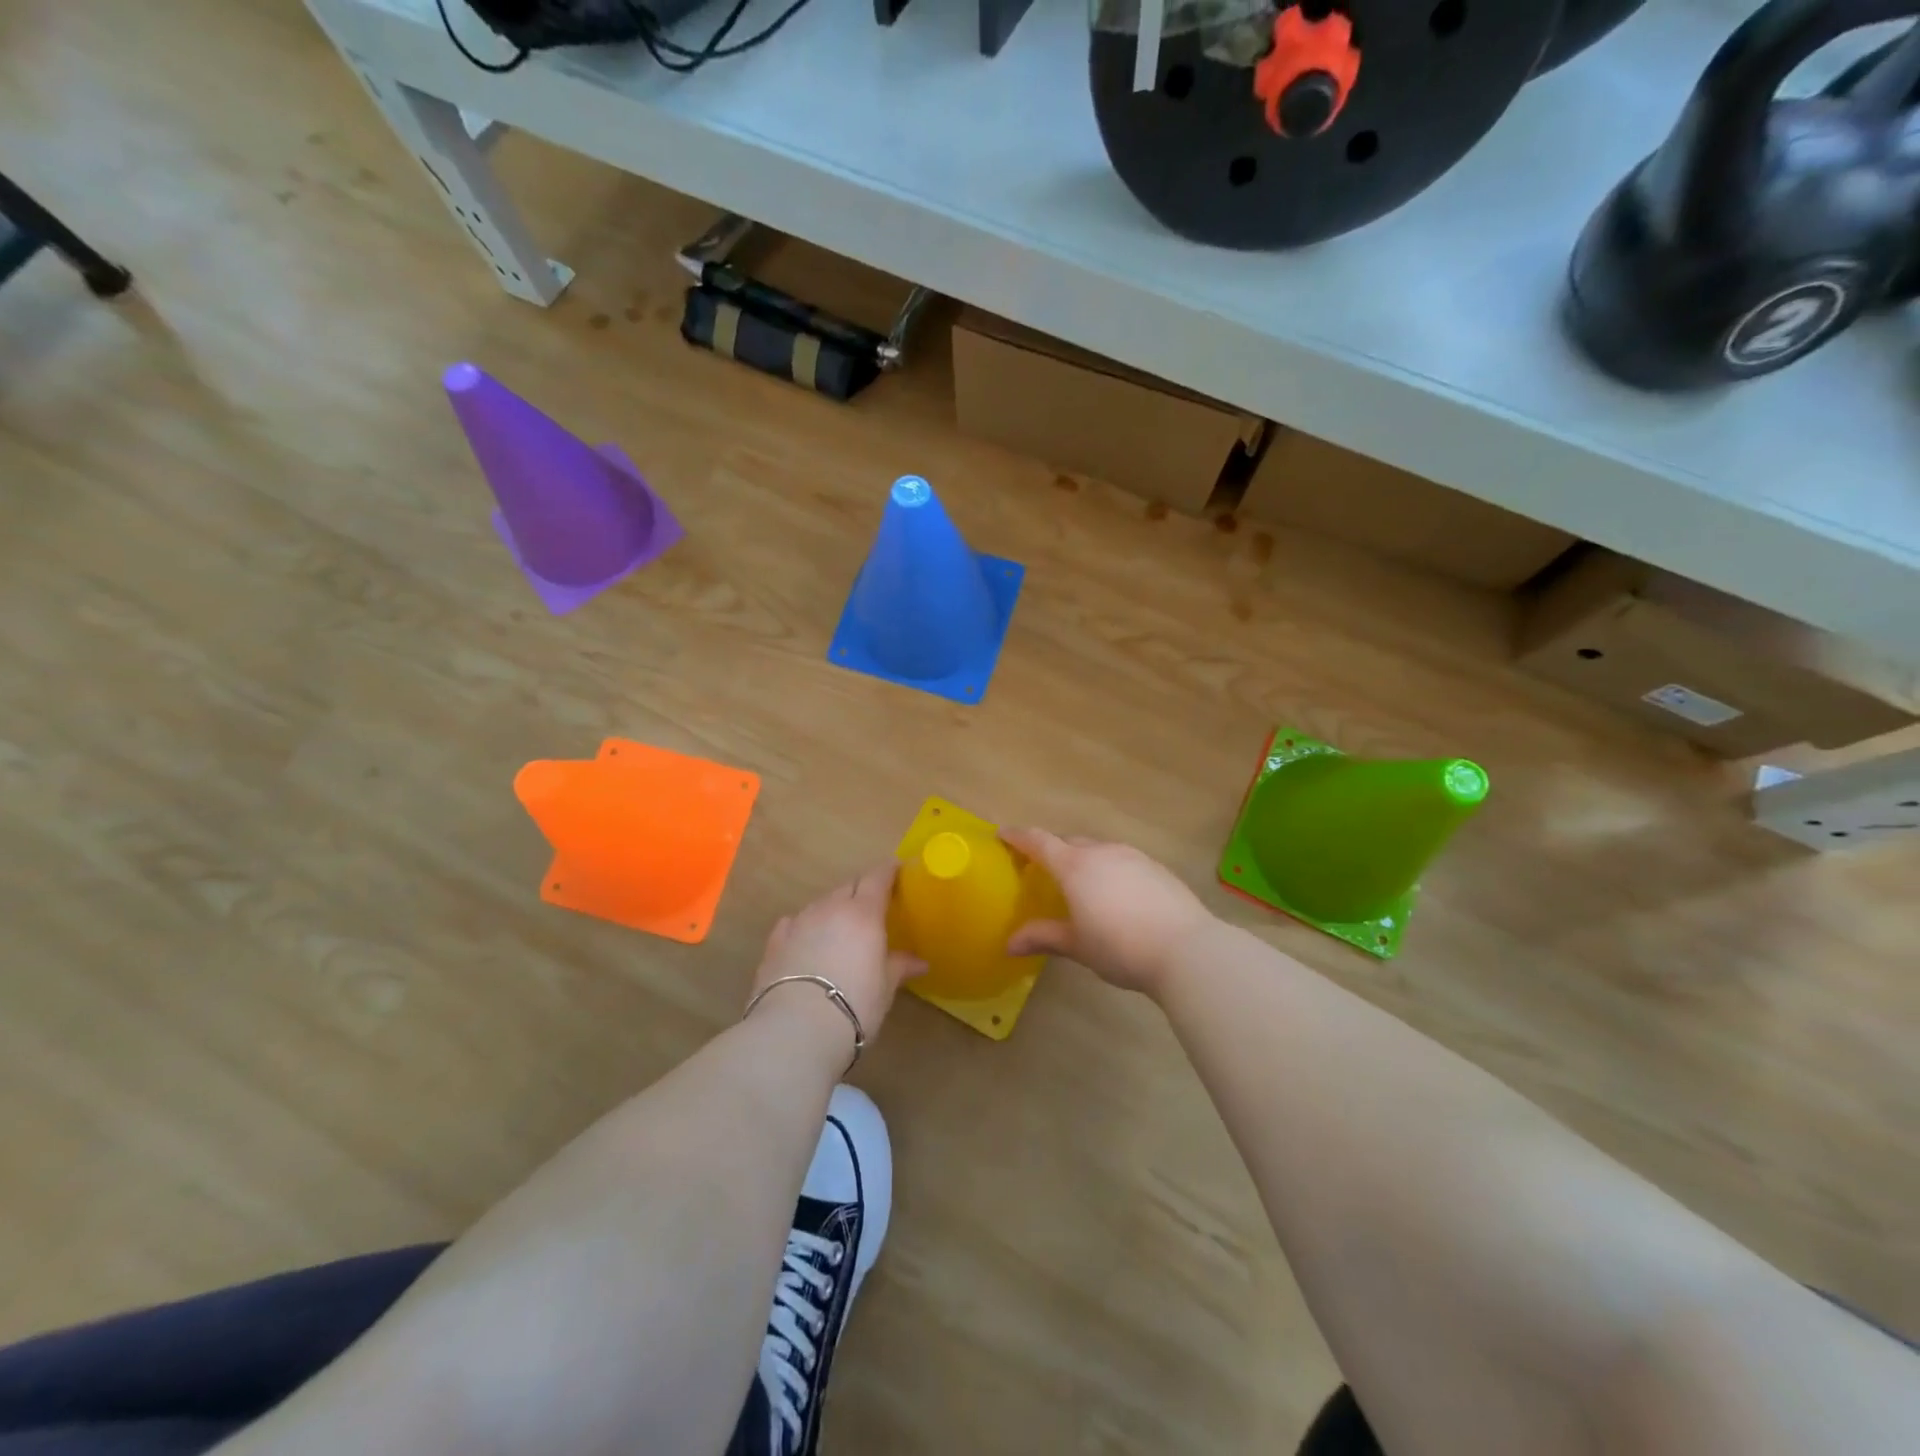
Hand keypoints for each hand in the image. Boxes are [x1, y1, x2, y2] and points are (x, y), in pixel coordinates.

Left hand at [750, 863, 925, 1043]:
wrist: (796, 1029)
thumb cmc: (854, 1004)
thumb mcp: (885, 987)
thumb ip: (900, 966)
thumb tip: (920, 962)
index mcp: (863, 913)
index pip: (878, 878)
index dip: (888, 871)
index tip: (897, 870)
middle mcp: (831, 908)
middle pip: (849, 887)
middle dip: (861, 891)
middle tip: (872, 906)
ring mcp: (799, 922)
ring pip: (821, 903)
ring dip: (833, 909)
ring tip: (840, 928)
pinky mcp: (775, 941)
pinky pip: (794, 923)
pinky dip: (805, 926)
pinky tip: (806, 941)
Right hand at [1002, 830, 1214, 999]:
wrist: (1187, 949)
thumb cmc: (1121, 947)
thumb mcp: (1077, 946)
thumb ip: (1043, 937)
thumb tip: (1009, 944)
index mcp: (1075, 867)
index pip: (1039, 842)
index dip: (1019, 836)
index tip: (1003, 834)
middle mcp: (1102, 852)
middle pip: (1070, 843)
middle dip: (1053, 850)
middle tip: (1042, 869)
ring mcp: (1133, 856)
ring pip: (1099, 850)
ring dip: (1084, 859)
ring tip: (1081, 884)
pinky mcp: (1157, 868)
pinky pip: (1123, 861)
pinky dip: (1110, 870)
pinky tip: (1117, 895)